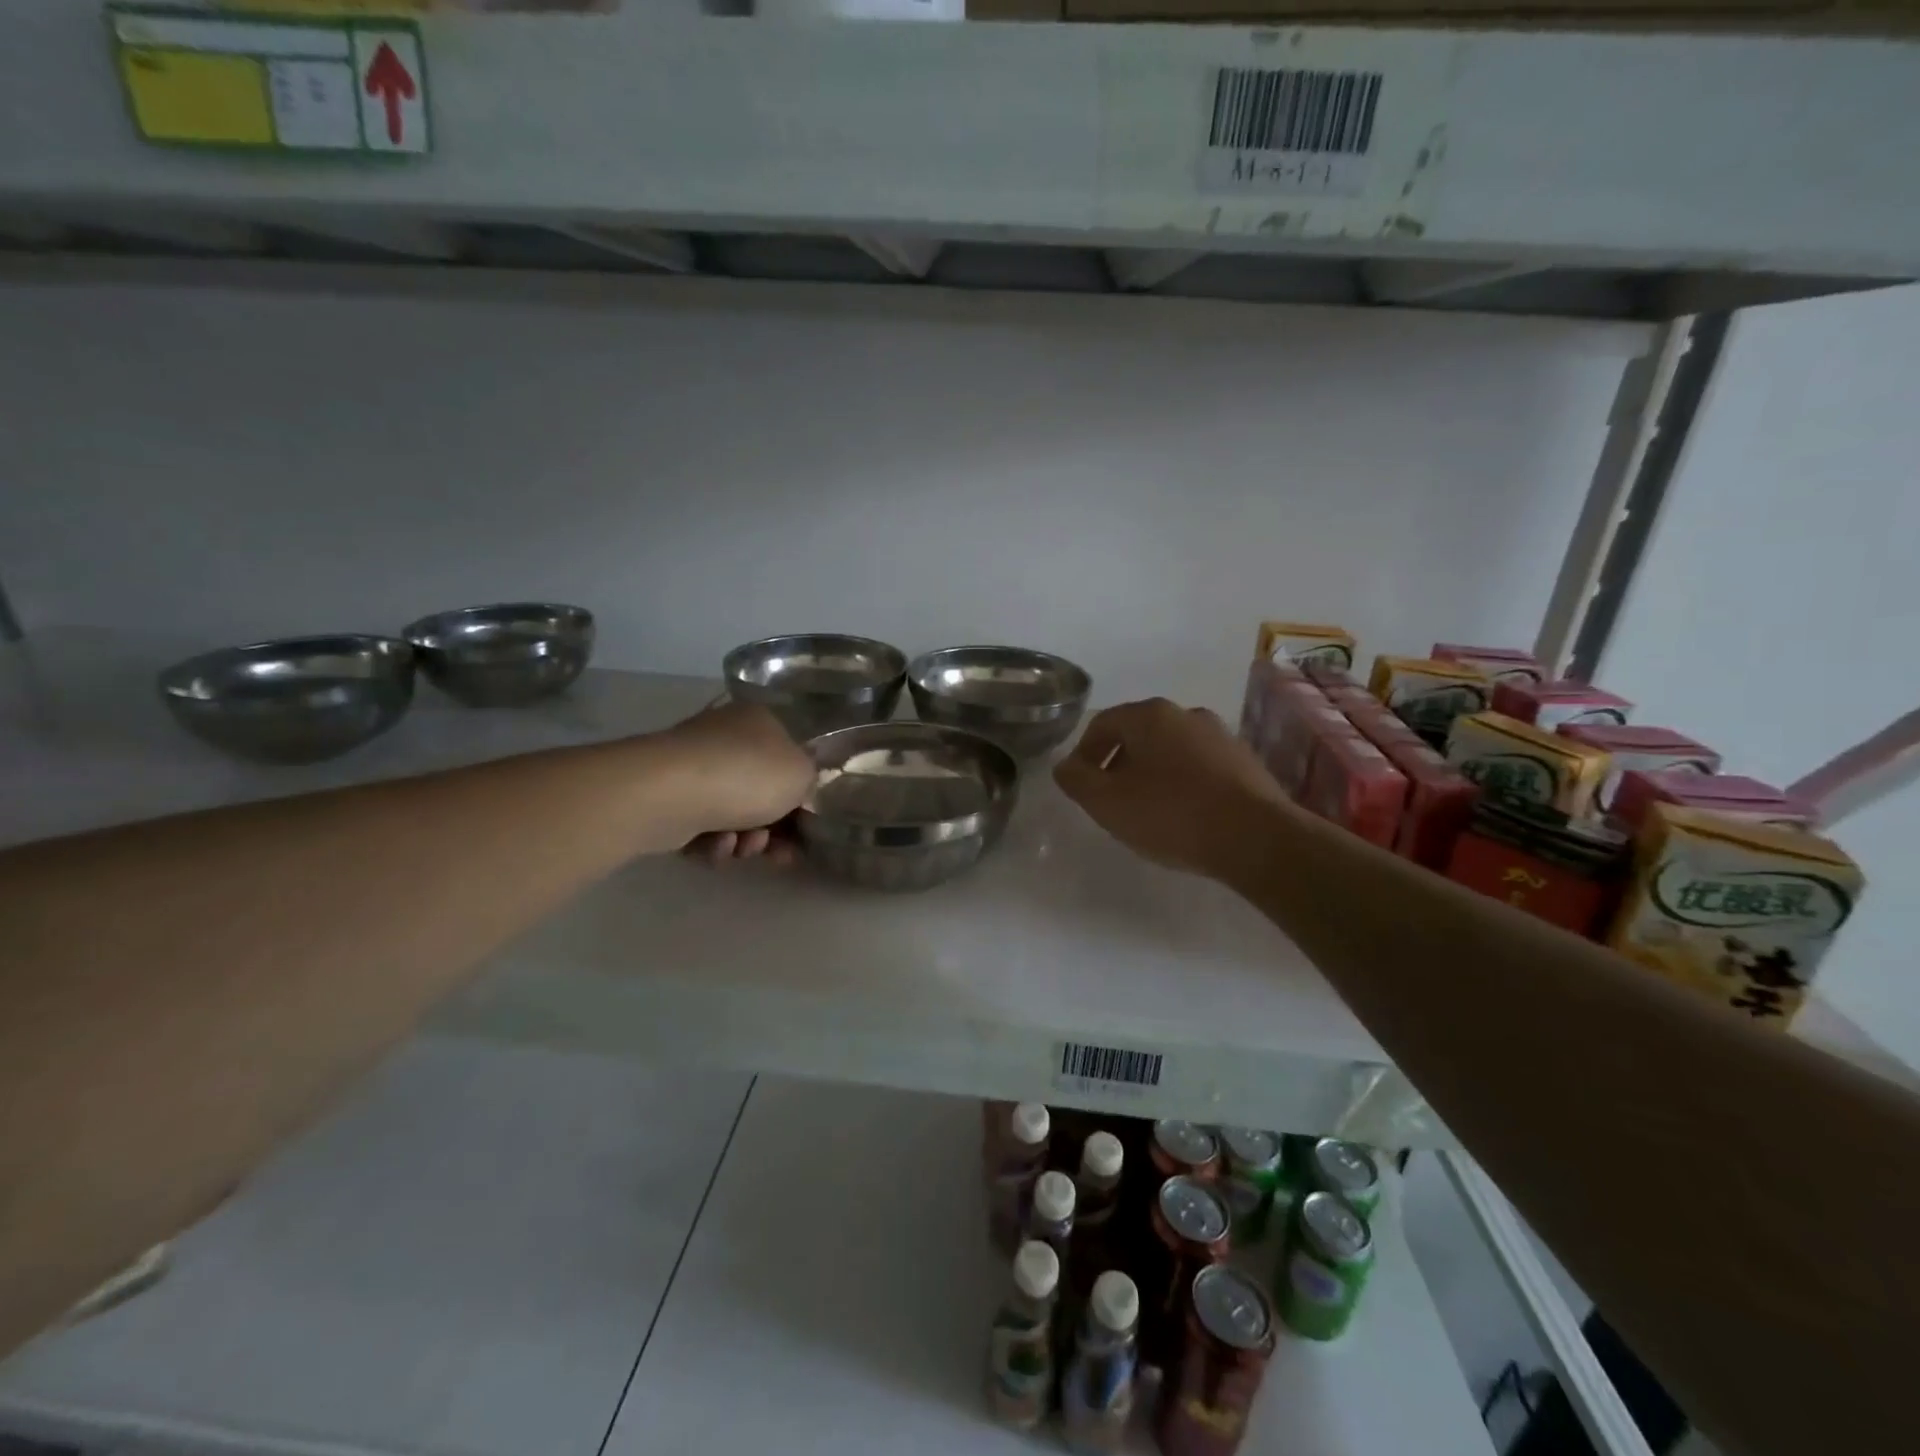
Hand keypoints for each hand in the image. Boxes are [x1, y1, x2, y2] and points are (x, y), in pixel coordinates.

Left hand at [656, 701, 812, 857]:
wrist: (672, 794)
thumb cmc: (748, 775)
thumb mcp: (802, 774)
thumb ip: (809, 781)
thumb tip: (798, 787)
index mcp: (759, 721)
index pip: (788, 759)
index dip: (801, 797)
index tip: (807, 828)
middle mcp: (724, 738)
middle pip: (760, 793)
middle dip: (773, 829)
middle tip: (780, 853)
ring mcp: (692, 768)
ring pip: (732, 815)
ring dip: (745, 840)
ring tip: (743, 848)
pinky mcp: (667, 799)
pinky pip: (701, 828)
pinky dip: (713, 843)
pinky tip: (715, 846)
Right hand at [1054, 698, 1289, 881]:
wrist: (1257, 838)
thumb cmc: (1171, 814)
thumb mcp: (1107, 802)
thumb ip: (1077, 780)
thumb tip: (1066, 767)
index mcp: (1150, 715)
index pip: (1102, 725)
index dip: (1083, 755)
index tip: (1082, 787)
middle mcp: (1186, 714)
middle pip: (1137, 735)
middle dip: (1118, 765)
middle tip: (1111, 801)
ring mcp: (1220, 736)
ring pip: (1170, 750)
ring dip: (1151, 774)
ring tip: (1147, 811)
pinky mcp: (1244, 762)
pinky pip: (1199, 767)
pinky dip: (1182, 784)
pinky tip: (1184, 815)